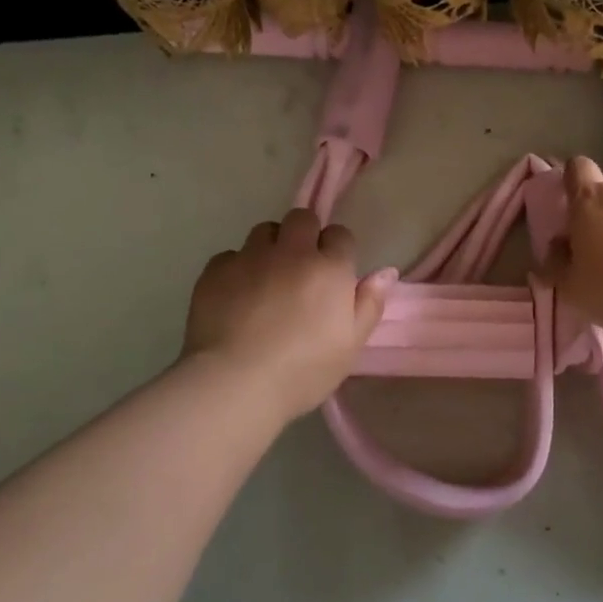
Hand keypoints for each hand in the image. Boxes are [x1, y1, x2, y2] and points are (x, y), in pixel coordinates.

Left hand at [182, 208, 397, 421]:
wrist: (235, 383)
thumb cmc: (303, 370)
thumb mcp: (350, 345)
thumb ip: (370, 304)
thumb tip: (386, 271)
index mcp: (329, 268)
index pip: (340, 235)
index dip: (338, 250)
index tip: (333, 273)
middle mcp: (291, 252)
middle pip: (301, 218)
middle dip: (305, 234)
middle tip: (301, 267)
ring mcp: (250, 258)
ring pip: (264, 231)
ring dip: (270, 246)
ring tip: (267, 277)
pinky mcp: (215, 271)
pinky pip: (230, 255)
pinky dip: (236, 268)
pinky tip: (236, 295)